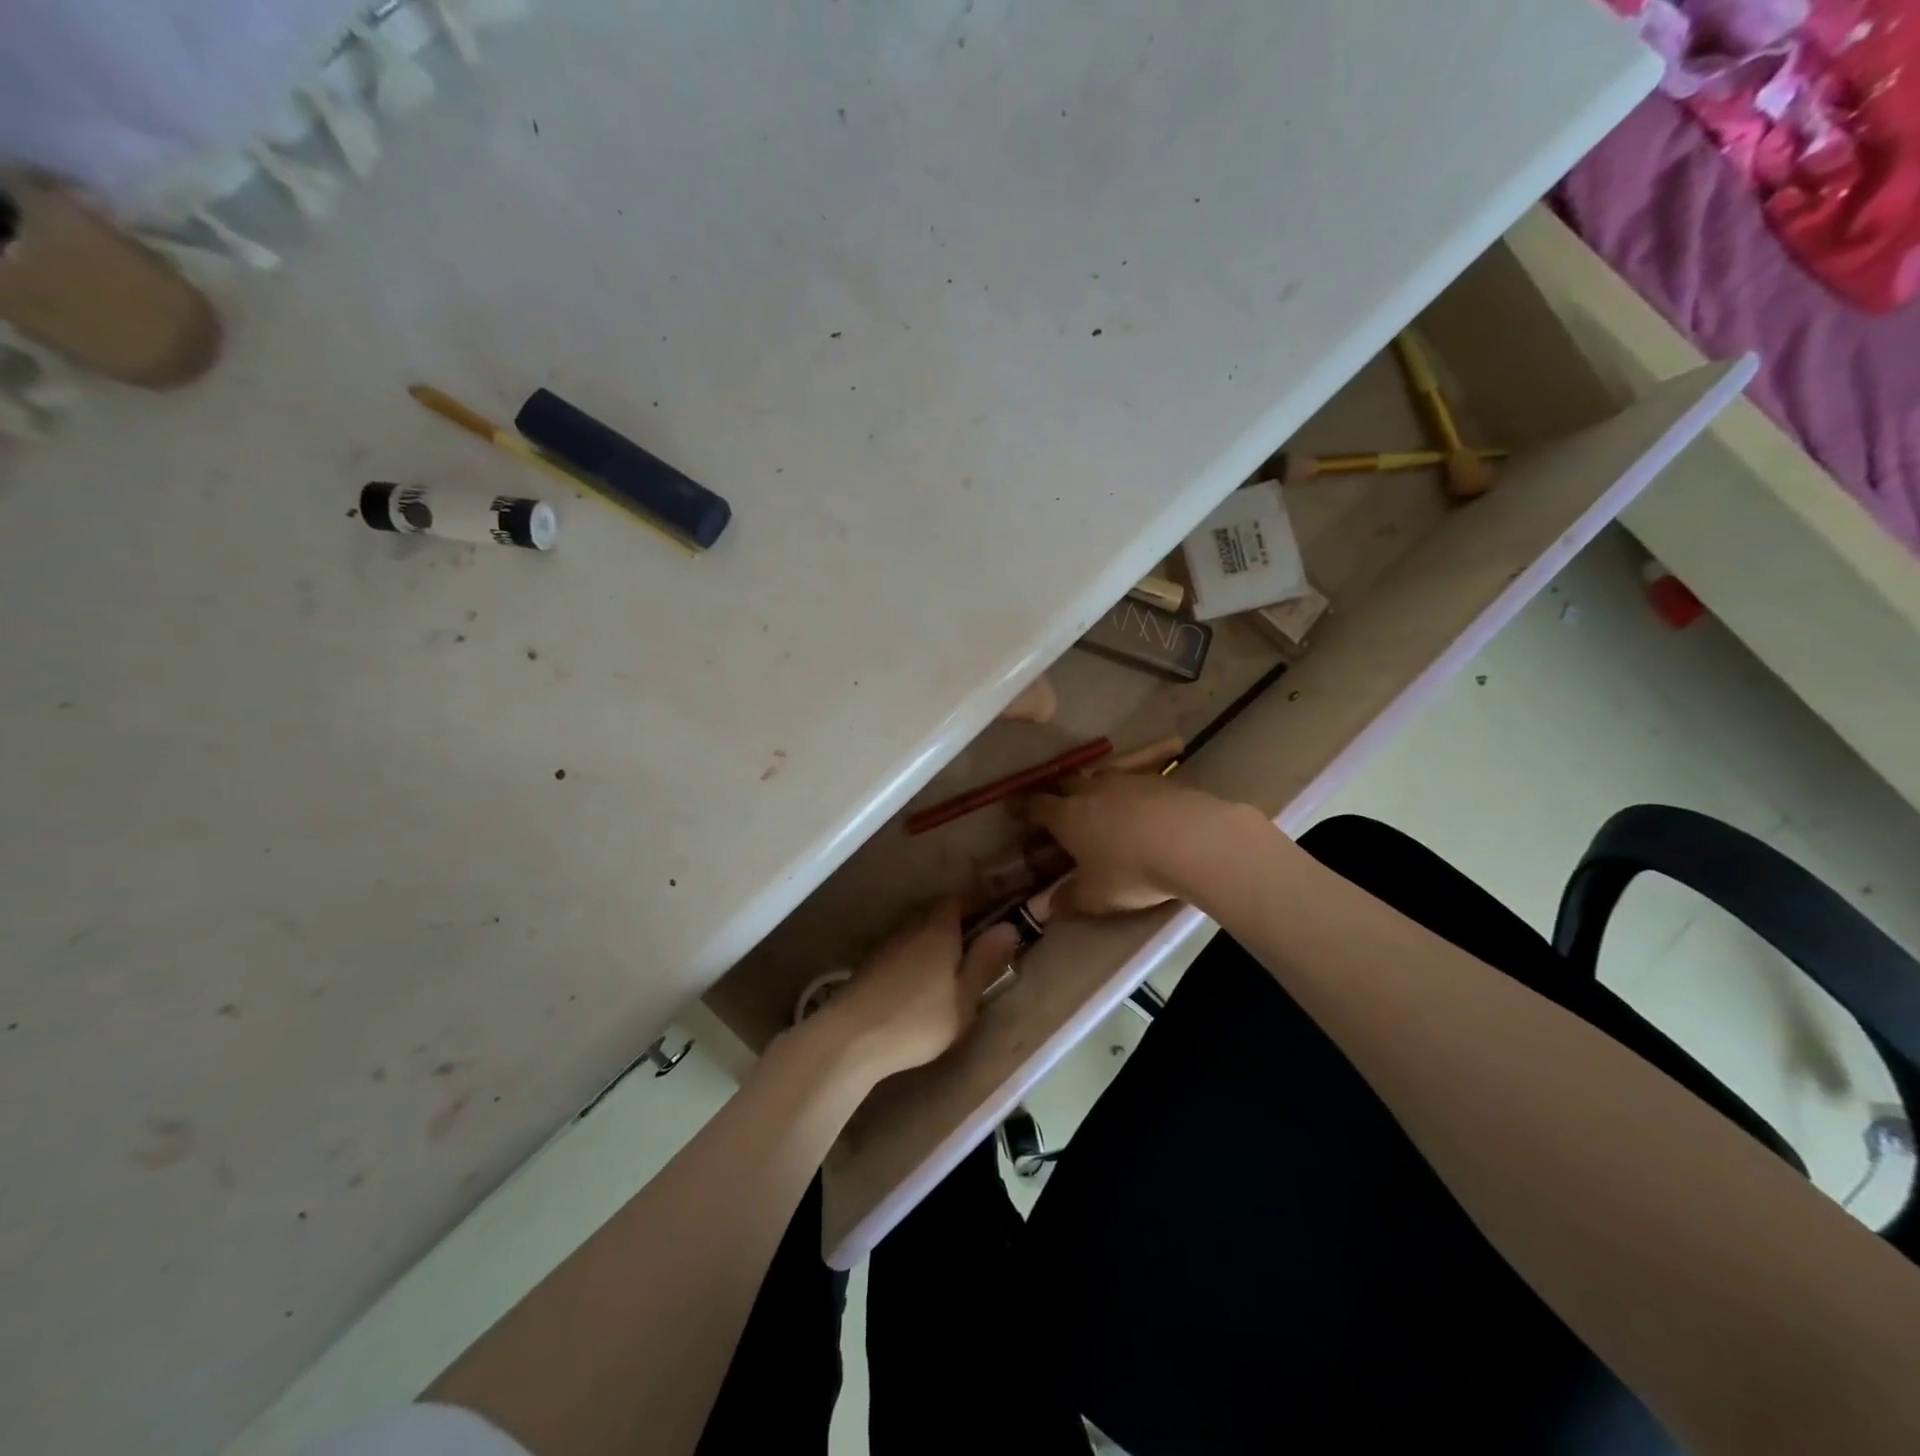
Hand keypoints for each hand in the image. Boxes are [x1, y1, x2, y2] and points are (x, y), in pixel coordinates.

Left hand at [811, 899, 1021, 1078]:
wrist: (851, 1037)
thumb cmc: (918, 1019)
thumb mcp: (964, 997)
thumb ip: (986, 960)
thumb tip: (1008, 927)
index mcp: (939, 927)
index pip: (964, 899)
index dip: (983, 902)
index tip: (1000, 910)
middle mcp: (913, 925)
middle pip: (941, 913)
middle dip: (962, 922)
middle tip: (981, 943)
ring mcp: (889, 943)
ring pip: (921, 930)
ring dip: (938, 940)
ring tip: (954, 965)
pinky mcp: (872, 963)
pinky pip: (905, 947)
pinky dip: (920, 955)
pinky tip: (923, 980)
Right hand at [1021, 774, 1272, 915]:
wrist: (1194, 841)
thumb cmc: (1132, 871)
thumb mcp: (1096, 896)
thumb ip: (1068, 900)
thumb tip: (1046, 908)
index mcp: (1067, 815)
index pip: (1037, 805)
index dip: (1023, 808)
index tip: (1014, 810)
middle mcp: (1092, 790)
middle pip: (1066, 783)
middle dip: (1057, 794)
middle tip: (1057, 809)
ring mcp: (1127, 781)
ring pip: (1100, 778)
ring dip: (1094, 790)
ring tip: (1100, 808)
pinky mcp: (1159, 781)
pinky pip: (1133, 783)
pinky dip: (1128, 795)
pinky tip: (1140, 811)